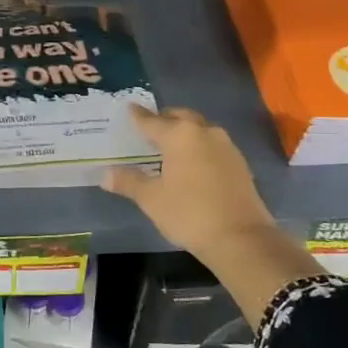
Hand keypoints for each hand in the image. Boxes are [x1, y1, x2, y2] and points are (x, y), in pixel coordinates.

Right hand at [106, 105, 314, 324]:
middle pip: (180, 117)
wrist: (241, 238)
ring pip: (199, 130)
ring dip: (184, 132)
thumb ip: (129, 182)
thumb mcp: (152, 199)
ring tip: (169, 146)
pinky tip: (192, 163)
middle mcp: (204, 132)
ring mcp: (226, 146)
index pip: (151, 121)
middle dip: (164, 119)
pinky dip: (198, 147)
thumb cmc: (189, 213)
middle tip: (149, 127)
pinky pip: (212, 145)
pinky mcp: (239, 163)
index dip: (137, 116)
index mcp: (179, 135)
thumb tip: (106, 175)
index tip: (129, 109)